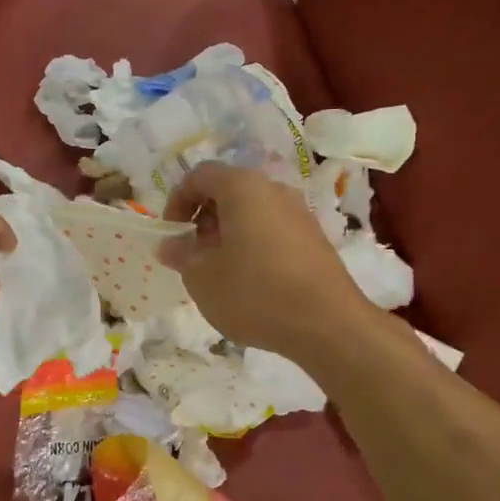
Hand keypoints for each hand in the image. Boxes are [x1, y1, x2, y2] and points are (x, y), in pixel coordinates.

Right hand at [159, 163, 368, 357]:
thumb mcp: (201, 277)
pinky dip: (253, 246)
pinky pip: (272, 231)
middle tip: (193, 254)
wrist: (329, 325)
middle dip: (203, 219)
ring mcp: (299, 213)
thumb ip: (180, 254)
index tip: (172, 235)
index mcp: (242, 187)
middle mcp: (274, 190)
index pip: (199, 175)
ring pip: (251, 212)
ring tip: (219, 272)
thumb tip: (170, 244)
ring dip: (228, 234)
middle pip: (228, 191)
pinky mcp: (314, 239)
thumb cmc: (254, 292)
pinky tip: (250, 283)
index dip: (177, 201)